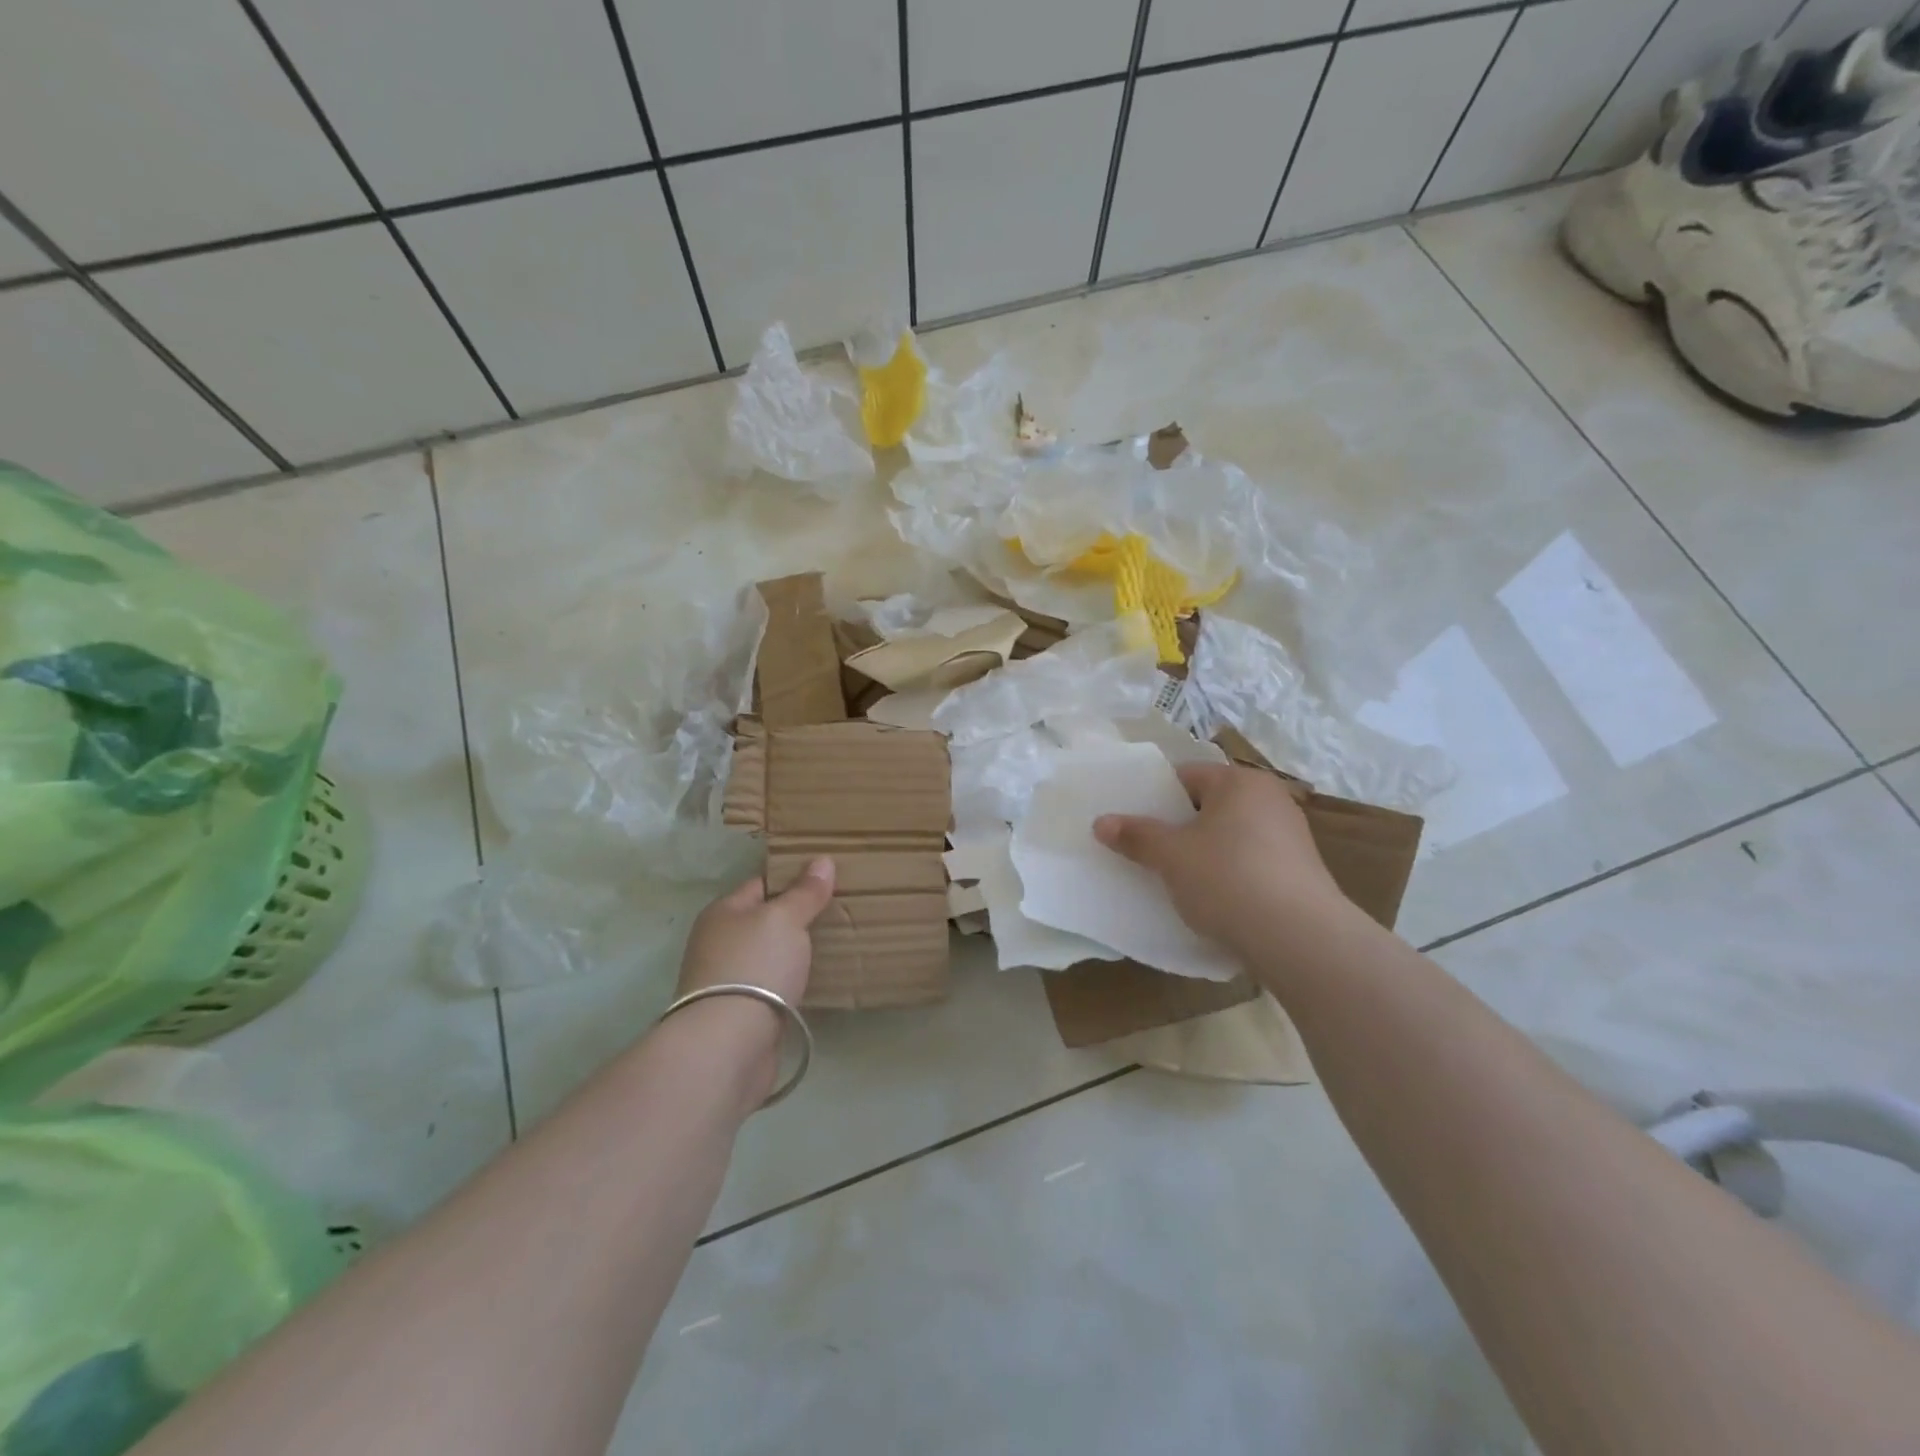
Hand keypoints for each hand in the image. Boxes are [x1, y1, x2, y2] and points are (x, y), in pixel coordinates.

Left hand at [675, 857, 834, 1003]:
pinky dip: (792, 983)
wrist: (729, 1044)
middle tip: (840, 910)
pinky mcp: (741, 1014)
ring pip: (770, 955)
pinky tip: (818, 981)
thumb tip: (822, 860)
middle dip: (797, 917)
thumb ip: (805, 892)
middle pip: (765, 921)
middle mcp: (719, 943)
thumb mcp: (785, 919)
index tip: (829, 879)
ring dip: (795, 953)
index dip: (794, 878)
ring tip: (837, 944)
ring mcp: (727, 981)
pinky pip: (773, 987)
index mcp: (723, 912)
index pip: (762, 883)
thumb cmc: (755, 966)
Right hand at [1093, 763, 1350, 958]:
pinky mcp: (1299, 872)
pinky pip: (1249, 862)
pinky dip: (1227, 874)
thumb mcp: (1171, 856)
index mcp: (1240, 782)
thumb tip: (1101, 822)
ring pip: (1229, 836)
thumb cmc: (1228, 879)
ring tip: (1174, 879)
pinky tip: (1211, 899)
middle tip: (1146, 851)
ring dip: (1202, 853)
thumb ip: (1136, 835)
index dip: (1154, 797)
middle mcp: (1270, 799)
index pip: (1186, 776)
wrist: (1300, 939)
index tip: (1131, 823)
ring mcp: (1290, 836)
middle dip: (1177, 827)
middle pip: (1208, 805)